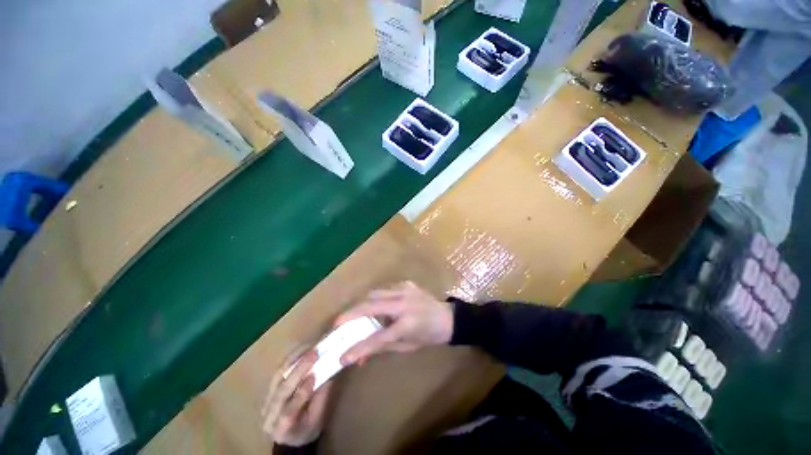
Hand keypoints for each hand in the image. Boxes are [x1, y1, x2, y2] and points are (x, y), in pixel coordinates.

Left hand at [262, 349, 332, 446]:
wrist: (290, 434)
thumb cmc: (308, 428)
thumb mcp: (318, 419)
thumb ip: (321, 398)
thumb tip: (329, 373)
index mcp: (282, 431)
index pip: (288, 413)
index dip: (301, 394)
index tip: (314, 376)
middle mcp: (268, 416)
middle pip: (281, 392)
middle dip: (298, 371)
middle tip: (314, 354)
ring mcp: (265, 402)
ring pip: (277, 378)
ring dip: (294, 360)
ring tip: (309, 348)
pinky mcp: (268, 389)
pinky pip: (278, 371)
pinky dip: (290, 359)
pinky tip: (302, 349)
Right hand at [336, 281, 453, 364]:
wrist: (447, 318)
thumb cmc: (428, 336)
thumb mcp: (407, 346)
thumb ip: (382, 347)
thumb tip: (358, 356)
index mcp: (407, 324)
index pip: (378, 337)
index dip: (359, 347)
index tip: (341, 356)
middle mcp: (404, 303)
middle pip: (371, 305)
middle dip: (351, 314)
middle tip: (337, 323)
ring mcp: (405, 289)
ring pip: (375, 293)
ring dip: (362, 304)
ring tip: (353, 315)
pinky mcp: (406, 283)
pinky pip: (385, 290)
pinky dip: (376, 298)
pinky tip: (375, 306)